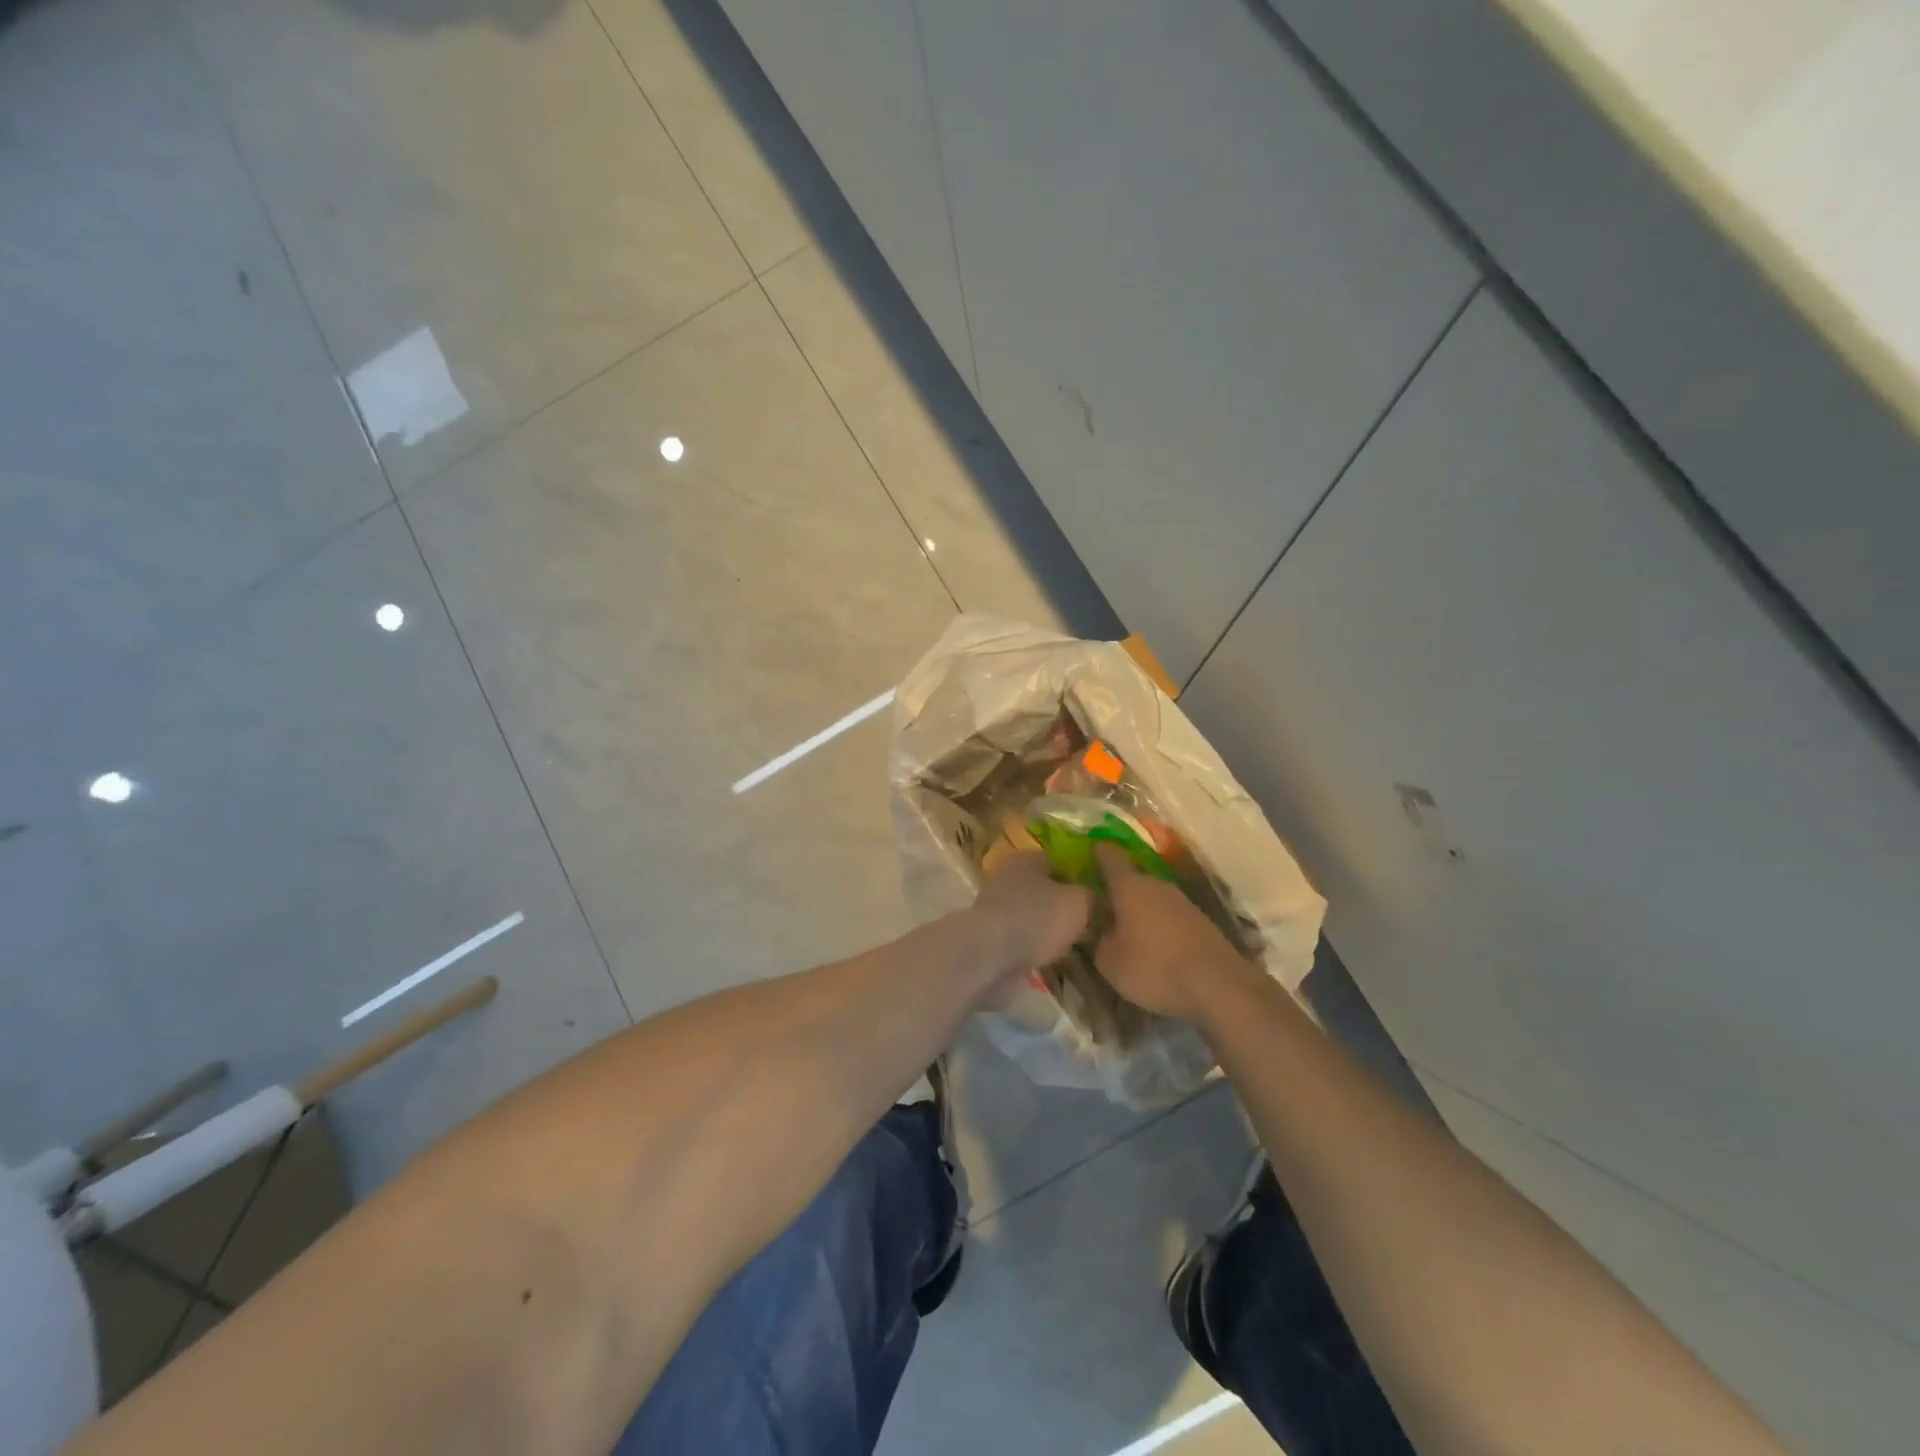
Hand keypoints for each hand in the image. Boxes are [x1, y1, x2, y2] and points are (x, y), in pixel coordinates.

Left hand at [971, 852, 1091, 989]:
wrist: (989, 955)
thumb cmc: (1037, 919)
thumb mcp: (1079, 903)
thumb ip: (1092, 896)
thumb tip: (1096, 898)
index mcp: (1027, 859)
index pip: (1060, 861)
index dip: (1080, 878)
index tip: (1097, 898)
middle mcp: (1007, 877)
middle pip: (1044, 889)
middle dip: (1062, 905)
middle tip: (1087, 924)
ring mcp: (994, 906)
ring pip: (1031, 914)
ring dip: (1047, 929)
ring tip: (1072, 946)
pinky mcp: (989, 935)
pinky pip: (1019, 938)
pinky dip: (1033, 947)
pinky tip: (1050, 960)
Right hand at [1092, 844, 1250, 1021]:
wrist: (1218, 986)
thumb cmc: (1154, 967)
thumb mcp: (1109, 961)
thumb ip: (1097, 937)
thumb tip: (1096, 925)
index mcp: (1129, 886)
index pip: (1108, 856)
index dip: (1096, 853)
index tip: (1085, 855)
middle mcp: (1156, 884)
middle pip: (1131, 878)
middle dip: (1115, 890)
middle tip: (1099, 907)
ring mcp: (1182, 901)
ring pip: (1151, 897)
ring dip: (1138, 909)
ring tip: (1125, 929)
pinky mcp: (1200, 921)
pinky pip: (1169, 915)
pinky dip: (1158, 924)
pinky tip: (1153, 945)